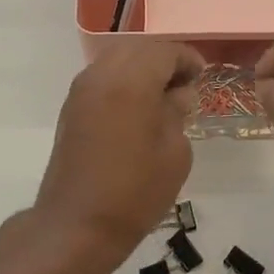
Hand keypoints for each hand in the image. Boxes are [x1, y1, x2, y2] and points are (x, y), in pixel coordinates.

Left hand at [33, 40, 204, 260]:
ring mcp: (81, 91)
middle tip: (184, 85)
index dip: (187, 59)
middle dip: (163, 60)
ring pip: (116, 60)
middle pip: (138, 49)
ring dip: (141, 69)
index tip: (202, 76)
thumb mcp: (174, 152)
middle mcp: (102, 76)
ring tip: (162, 98)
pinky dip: (122, 82)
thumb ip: (177, 112)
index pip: (164, 51)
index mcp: (131, 81)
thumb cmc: (135, 192)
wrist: (77, 225)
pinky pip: (102, 78)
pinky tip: (137, 109)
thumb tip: (178, 93)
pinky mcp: (71, 108)